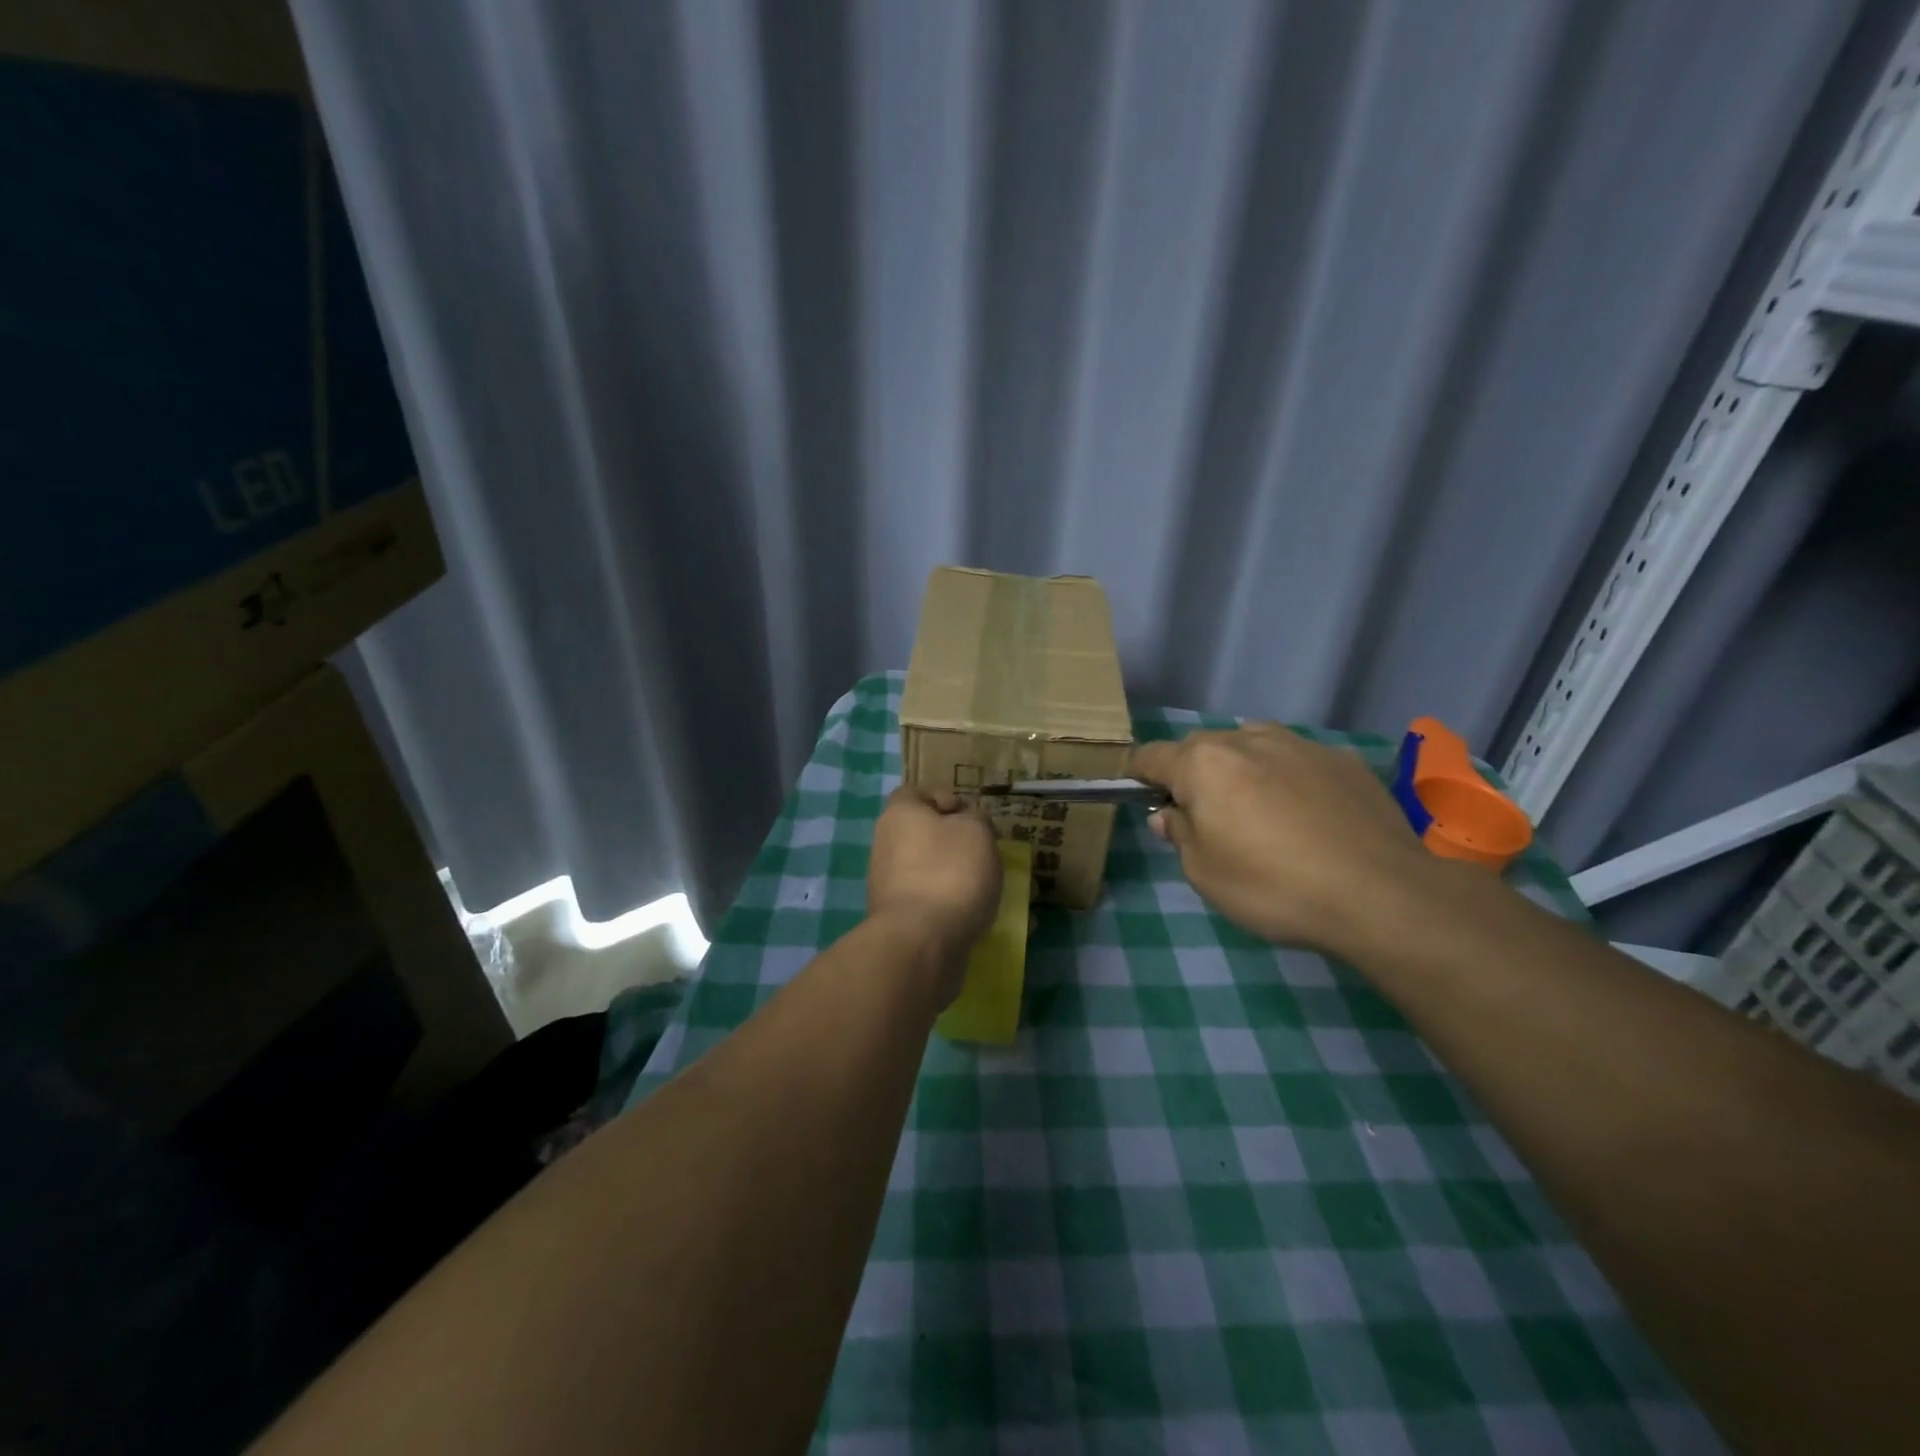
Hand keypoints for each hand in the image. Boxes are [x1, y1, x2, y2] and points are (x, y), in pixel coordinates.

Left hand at [867, 786, 1001, 988]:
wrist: (921, 943)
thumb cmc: (950, 872)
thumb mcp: (977, 831)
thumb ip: (976, 819)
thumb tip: (967, 824)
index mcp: (898, 815)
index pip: (914, 792)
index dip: (943, 797)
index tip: (970, 815)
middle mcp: (886, 846)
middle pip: (924, 834)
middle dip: (957, 843)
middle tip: (987, 854)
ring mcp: (888, 885)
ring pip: (931, 871)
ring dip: (959, 877)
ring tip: (993, 889)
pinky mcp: (899, 919)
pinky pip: (932, 903)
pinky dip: (954, 906)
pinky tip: (981, 918)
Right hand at [1130, 724, 1435, 955]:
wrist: (1381, 894)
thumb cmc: (1272, 886)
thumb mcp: (1204, 873)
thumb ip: (1179, 834)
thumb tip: (1169, 814)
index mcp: (1203, 763)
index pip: (1151, 756)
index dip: (1140, 778)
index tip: (1146, 802)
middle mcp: (1248, 739)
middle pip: (1202, 747)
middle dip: (1193, 775)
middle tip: (1207, 819)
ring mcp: (1300, 744)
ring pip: (1252, 746)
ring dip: (1242, 770)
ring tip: (1261, 814)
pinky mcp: (1343, 760)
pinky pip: (1297, 760)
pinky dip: (1288, 779)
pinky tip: (1310, 818)